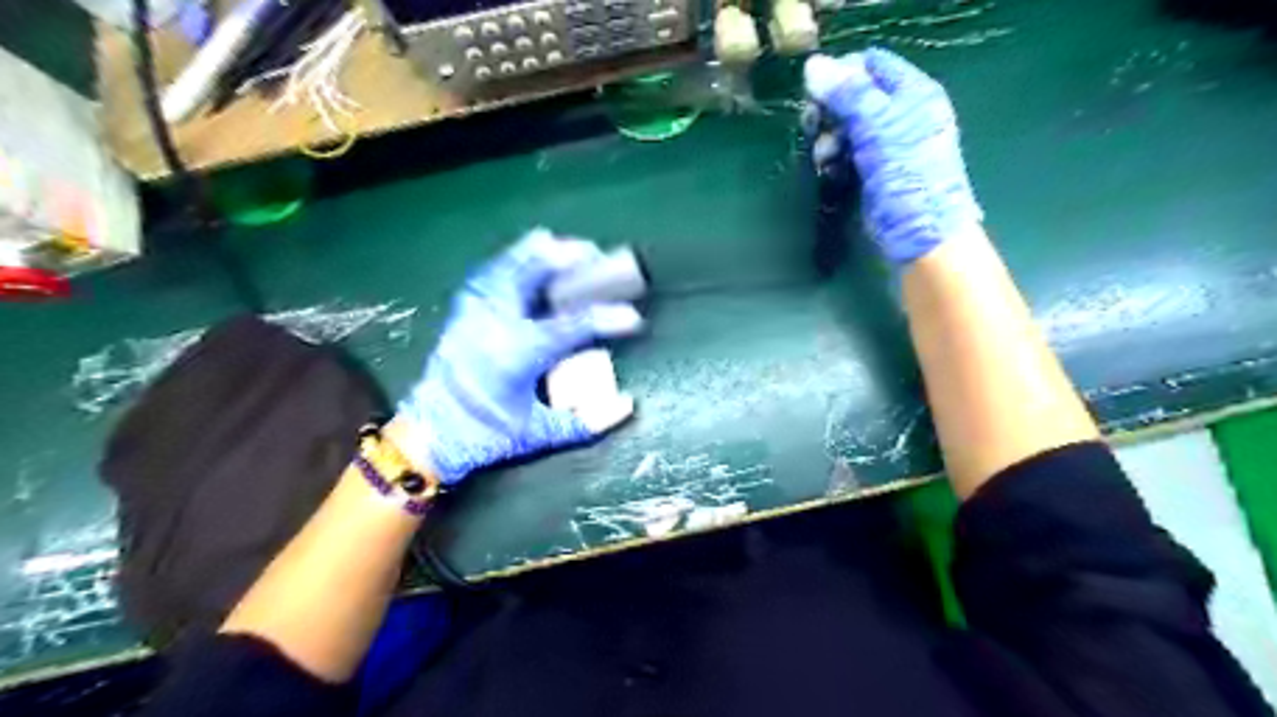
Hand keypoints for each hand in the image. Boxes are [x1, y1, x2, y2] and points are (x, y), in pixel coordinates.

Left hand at [392, 233, 649, 484]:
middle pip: (534, 275)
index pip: (572, 326)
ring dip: (536, 252)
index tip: (633, 316)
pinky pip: (487, 275)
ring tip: (558, 243)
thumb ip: (585, 422)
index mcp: (519, 353)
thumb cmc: (486, 437)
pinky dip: (507, 262)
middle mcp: (496, 323)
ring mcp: (474, 313)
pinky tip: (520, 258)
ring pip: (507, 266)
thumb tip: (628, 404)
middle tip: (595, 254)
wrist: (429, 435)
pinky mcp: (461, 313)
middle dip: (568, 259)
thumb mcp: (538, 434)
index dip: (607, 318)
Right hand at [801, 44, 979, 265]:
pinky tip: (828, 170)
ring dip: (828, 139)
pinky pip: (846, 152)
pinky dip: (833, 158)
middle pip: (853, 95)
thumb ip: (849, 95)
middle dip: (829, 111)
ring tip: (824, 157)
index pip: (870, 64)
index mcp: (913, 93)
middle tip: (814, 128)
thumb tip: (812, 65)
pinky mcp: (873, 171)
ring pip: (845, 126)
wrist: (920, 235)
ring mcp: (887, 144)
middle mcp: (901, 114)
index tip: (816, 96)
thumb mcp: (879, 129)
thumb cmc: (908, 177)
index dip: (841, 75)